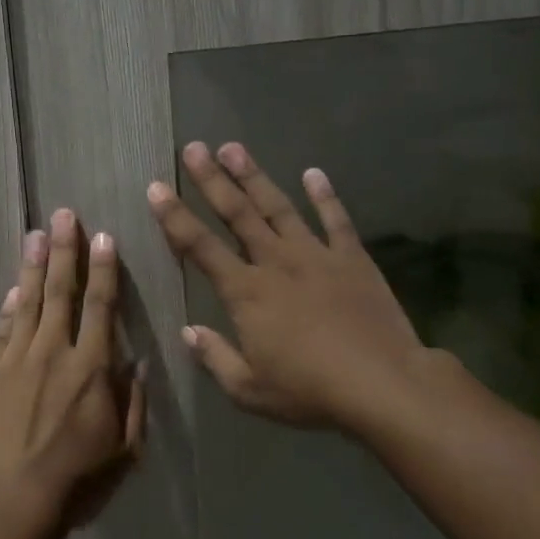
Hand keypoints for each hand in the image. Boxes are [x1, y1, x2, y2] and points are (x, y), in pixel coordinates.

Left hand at [0, 209, 145, 530]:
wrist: (7, 502)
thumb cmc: (76, 482)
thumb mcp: (124, 450)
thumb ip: (134, 402)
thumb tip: (138, 362)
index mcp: (92, 368)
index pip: (101, 306)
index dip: (104, 269)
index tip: (103, 237)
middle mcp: (53, 352)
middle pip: (60, 291)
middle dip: (64, 250)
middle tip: (63, 215)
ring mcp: (14, 360)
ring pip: (26, 302)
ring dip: (32, 266)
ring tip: (35, 234)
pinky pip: (0, 330)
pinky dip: (7, 308)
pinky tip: (11, 290)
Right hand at [148, 141, 436, 431]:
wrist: (383, 384)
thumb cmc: (309, 391)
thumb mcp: (249, 389)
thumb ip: (215, 357)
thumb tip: (188, 332)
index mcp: (246, 292)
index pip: (200, 246)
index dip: (175, 216)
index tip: (156, 187)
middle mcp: (276, 262)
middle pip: (237, 213)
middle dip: (211, 180)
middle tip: (193, 148)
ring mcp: (316, 255)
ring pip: (279, 207)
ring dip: (254, 176)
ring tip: (234, 147)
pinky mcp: (352, 259)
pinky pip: (336, 220)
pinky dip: (324, 195)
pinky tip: (313, 173)